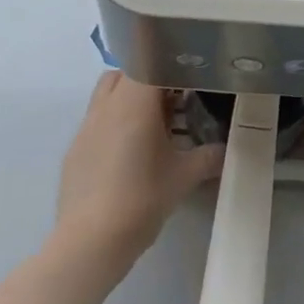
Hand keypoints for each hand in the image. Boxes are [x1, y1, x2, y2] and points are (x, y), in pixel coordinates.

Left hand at [54, 72, 223, 268]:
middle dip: (150, 80)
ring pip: (108, 93)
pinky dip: (113, 123)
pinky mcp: (75, 148)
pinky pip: (96, 120)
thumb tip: (227, 149)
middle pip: (127, 72)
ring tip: (151, 126)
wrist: (89, 242)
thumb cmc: (140, 200)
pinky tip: (127, 154)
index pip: (150, 60)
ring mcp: (86, 125)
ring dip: (129, 99)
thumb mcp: (183, 178)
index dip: (170, 66)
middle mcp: (107, 104)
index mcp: (133, 102)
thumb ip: (209, 157)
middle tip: (173, 103)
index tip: (187, 80)